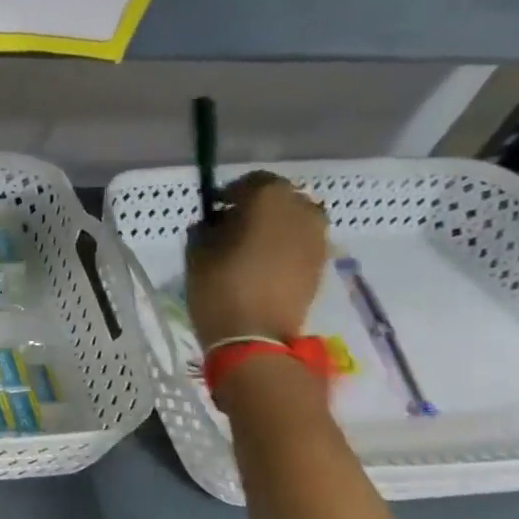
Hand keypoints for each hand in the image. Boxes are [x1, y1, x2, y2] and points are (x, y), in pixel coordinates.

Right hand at [186, 171, 329, 347]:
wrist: (255, 337)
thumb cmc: (220, 288)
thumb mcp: (197, 254)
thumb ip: (205, 229)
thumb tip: (213, 223)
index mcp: (269, 199)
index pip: (251, 182)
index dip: (230, 193)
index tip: (214, 209)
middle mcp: (301, 209)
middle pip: (278, 198)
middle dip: (256, 207)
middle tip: (232, 226)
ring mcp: (318, 236)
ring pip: (294, 219)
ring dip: (274, 226)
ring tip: (250, 246)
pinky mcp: (322, 262)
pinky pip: (302, 241)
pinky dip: (285, 245)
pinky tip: (265, 263)